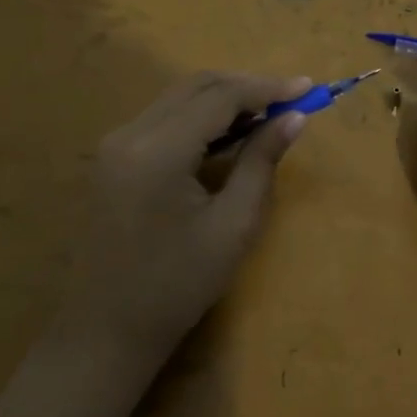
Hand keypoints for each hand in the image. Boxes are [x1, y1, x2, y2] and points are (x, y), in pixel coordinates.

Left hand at [0, 71, 310, 416]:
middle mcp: (129, 133)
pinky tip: (229, 133)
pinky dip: (201, 116)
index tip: (308, 88)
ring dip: (224, 98)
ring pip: (179, 98)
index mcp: (158, 151)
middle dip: (247, 86)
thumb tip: (295, 118)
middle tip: (291, 99)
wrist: (108, 329)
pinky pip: (164, 118)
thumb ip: (261, 162)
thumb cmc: (178, 285)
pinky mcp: (113, 157)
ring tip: (268, 114)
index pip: (219, 97)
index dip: (267, 88)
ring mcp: (115, 143)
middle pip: (196, 86)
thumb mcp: (233, 225)